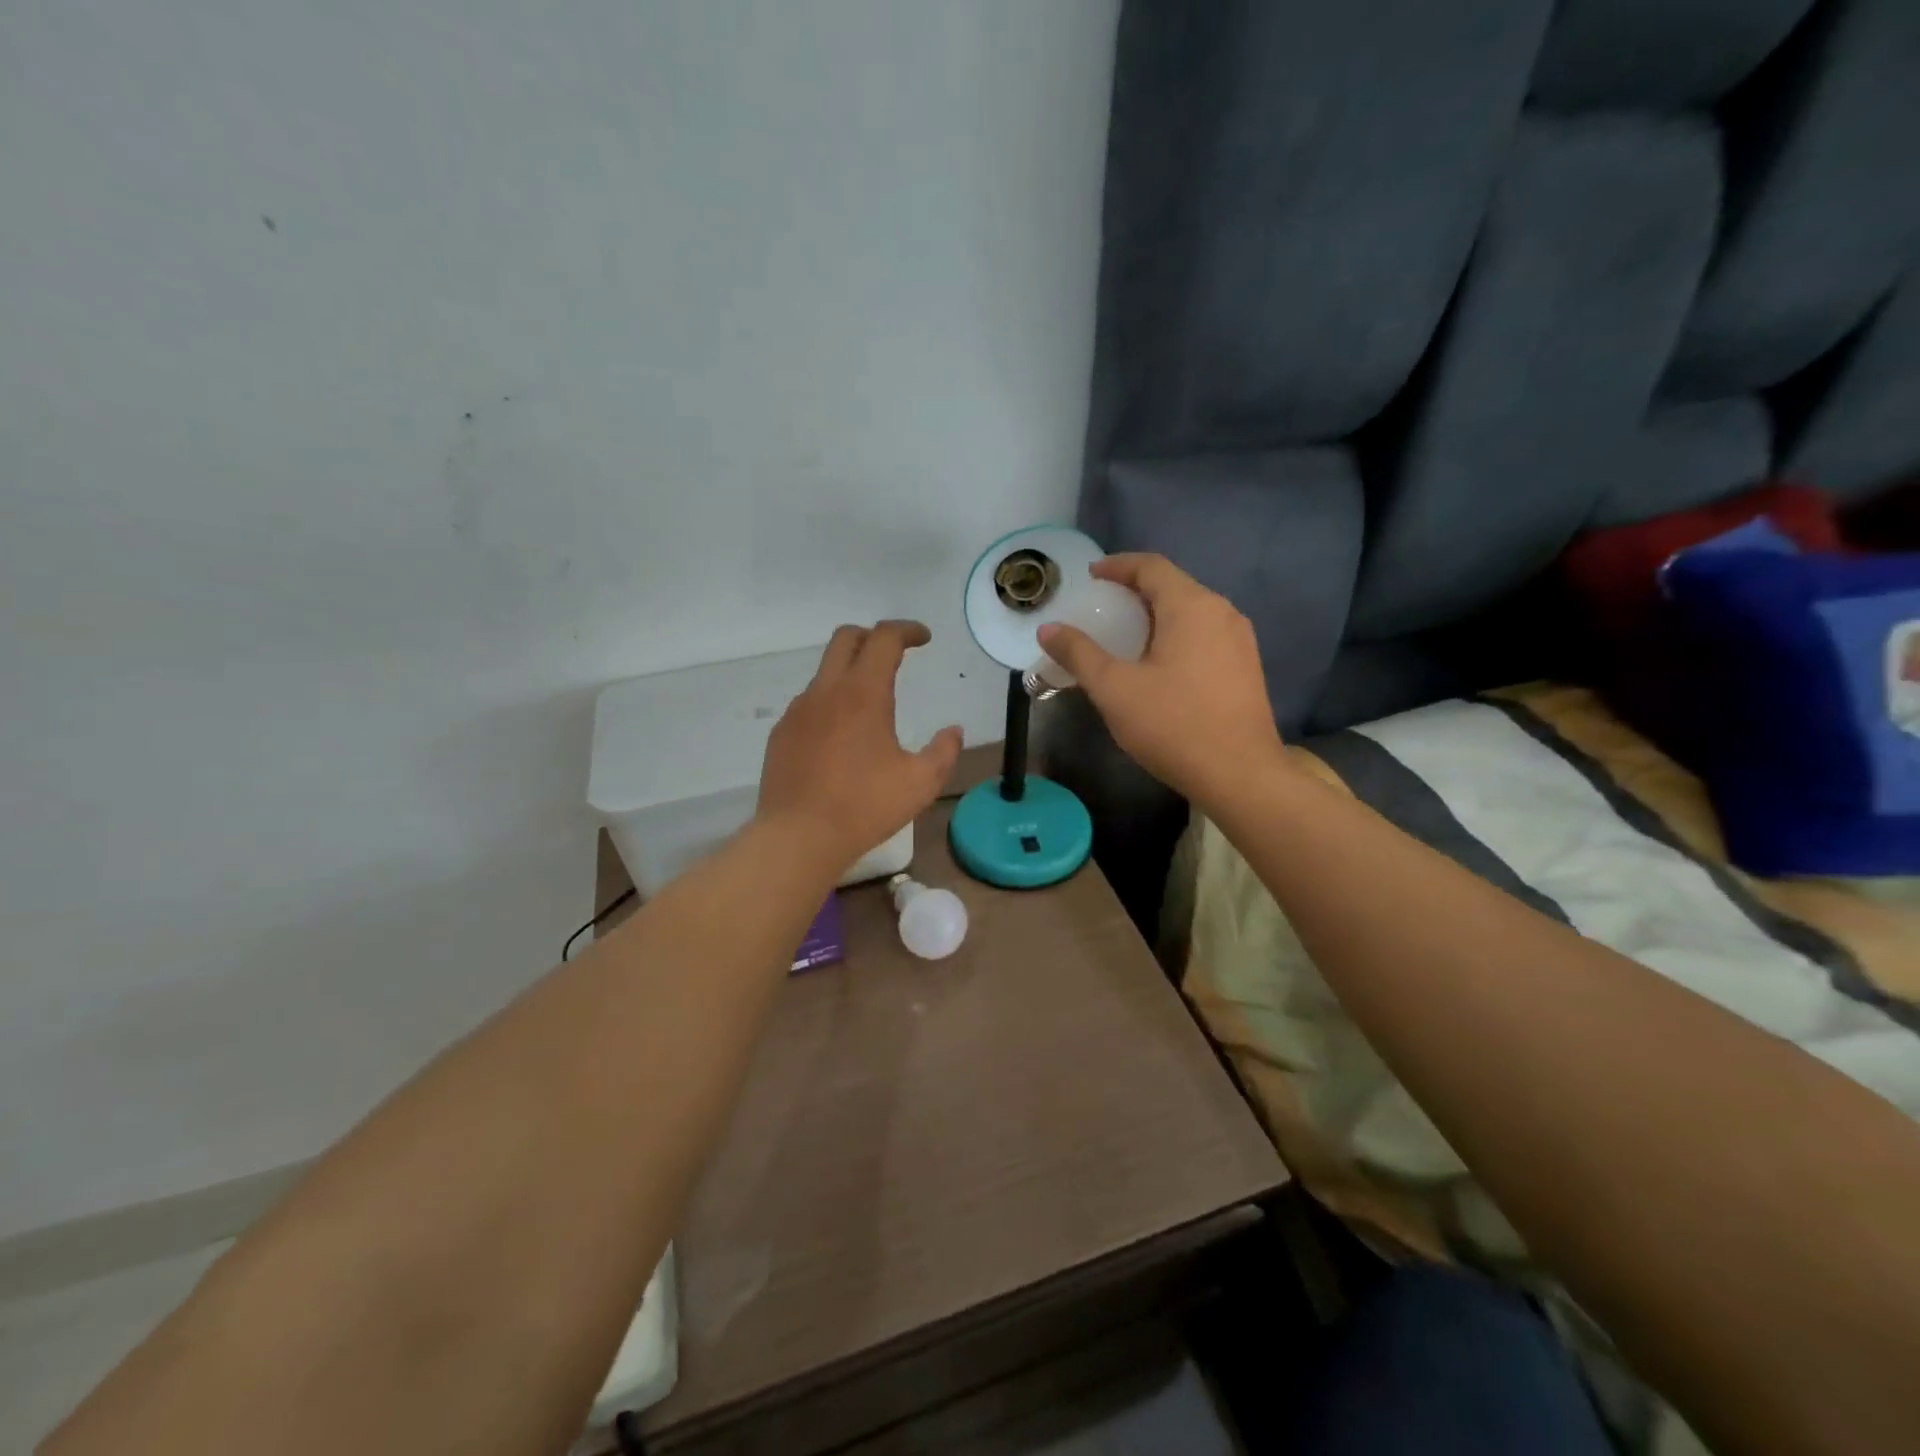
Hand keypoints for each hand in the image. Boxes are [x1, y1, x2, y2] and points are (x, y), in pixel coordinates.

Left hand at [757, 621, 962, 870]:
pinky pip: (809, 703)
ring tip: (870, 706)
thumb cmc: (864, 807)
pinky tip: (841, 738)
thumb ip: (943, 751)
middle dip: (873, 637)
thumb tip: (953, 731)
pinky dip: (830, 703)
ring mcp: (798, 711)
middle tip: (895, 655)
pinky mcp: (781, 734)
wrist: (798, 837)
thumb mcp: (921, 783)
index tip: (924, 639)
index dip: (907, 630)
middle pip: (846, 638)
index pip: (884, 639)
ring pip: (825, 672)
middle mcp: (826, 691)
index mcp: (863, 694)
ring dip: (850, 673)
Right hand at [1038, 555, 1283, 805]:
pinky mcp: (1246, 666)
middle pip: (1173, 585)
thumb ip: (1079, 654)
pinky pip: (1205, 633)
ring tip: (1127, 634)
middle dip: (1135, 590)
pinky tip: (1159, 662)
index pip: (1151, 567)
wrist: (1240, 774)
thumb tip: (1048, 629)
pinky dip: (1176, 634)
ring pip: (1192, 611)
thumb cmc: (1173, 725)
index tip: (1091, 576)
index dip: (1118, 566)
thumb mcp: (1114, 689)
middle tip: (1103, 606)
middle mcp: (1222, 612)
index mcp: (1191, 606)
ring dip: (1157, 613)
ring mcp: (1240, 639)